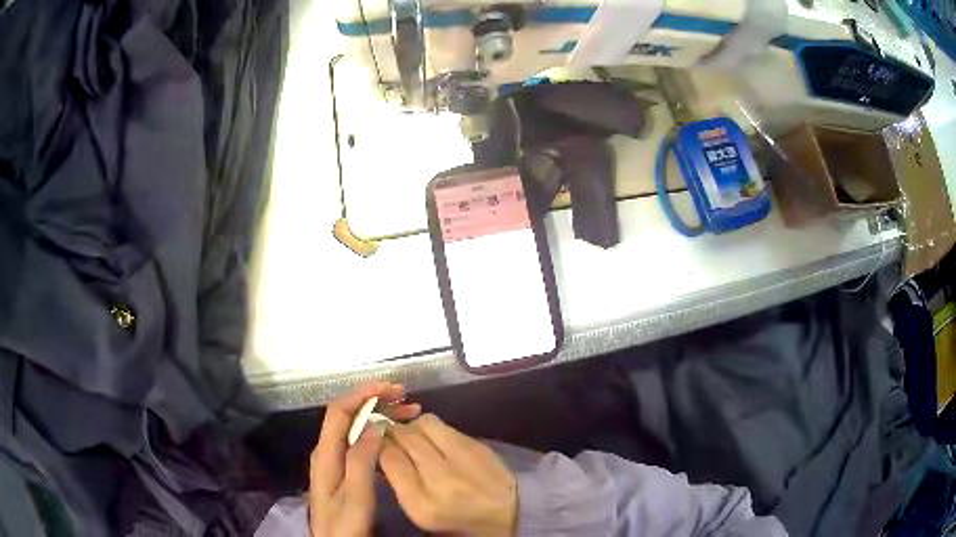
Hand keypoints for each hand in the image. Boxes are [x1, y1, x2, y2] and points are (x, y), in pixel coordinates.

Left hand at [309, 382, 420, 536]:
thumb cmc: (345, 525)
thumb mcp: (356, 497)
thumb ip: (361, 461)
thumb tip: (374, 424)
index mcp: (326, 454)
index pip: (339, 411)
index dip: (363, 394)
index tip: (391, 388)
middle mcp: (327, 451)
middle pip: (347, 415)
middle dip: (375, 401)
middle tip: (408, 400)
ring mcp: (334, 460)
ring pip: (354, 427)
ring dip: (379, 415)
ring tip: (408, 414)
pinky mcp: (343, 470)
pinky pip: (359, 440)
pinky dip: (377, 431)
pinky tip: (393, 435)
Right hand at [379, 414, 517, 536]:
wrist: (508, 517)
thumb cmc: (456, 521)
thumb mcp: (419, 512)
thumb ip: (397, 482)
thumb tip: (379, 451)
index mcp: (423, 504)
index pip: (389, 457)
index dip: (379, 445)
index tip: (377, 444)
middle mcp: (443, 480)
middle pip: (405, 436)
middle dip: (393, 431)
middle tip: (391, 436)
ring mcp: (465, 460)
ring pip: (425, 423)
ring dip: (414, 426)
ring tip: (416, 438)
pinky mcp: (480, 447)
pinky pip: (447, 426)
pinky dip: (436, 430)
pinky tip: (438, 442)